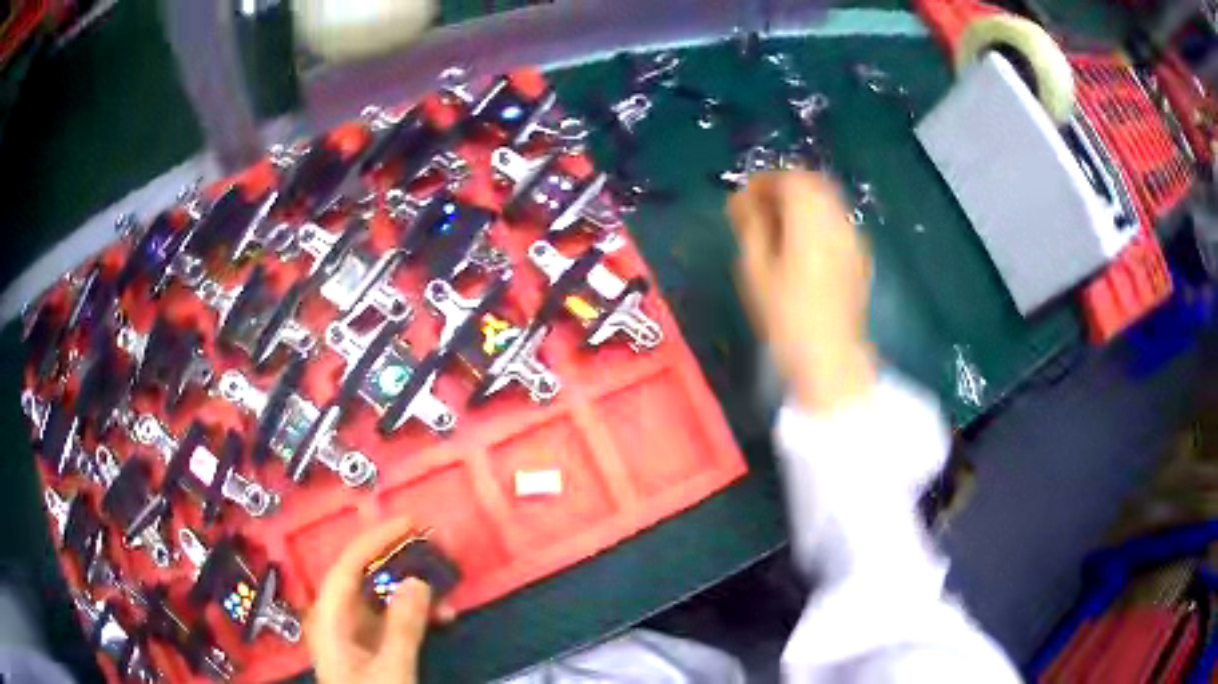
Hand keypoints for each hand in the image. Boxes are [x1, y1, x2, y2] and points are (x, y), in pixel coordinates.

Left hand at [306, 517, 452, 683]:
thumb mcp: (391, 669)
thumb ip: (403, 626)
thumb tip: (418, 581)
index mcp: (329, 618)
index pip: (348, 566)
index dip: (375, 540)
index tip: (409, 522)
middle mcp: (337, 617)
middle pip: (365, 577)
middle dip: (400, 562)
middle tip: (435, 549)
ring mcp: (354, 633)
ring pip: (382, 598)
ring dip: (414, 592)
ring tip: (447, 592)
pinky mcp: (370, 646)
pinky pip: (392, 619)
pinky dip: (415, 615)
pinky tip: (441, 617)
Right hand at [727, 170, 876, 411]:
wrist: (830, 356)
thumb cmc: (785, 315)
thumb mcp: (755, 267)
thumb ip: (749, 224)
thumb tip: (741, 199)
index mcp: (811, 217)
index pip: (790, 177)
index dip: (764, 180)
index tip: (743, 198)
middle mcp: (837, 217)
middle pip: (812, 183)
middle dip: (783, 188)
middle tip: (759, 209)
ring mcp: (853, 236)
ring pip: (826, 200)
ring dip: (801, 203)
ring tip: (778, 227)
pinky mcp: (860, 254)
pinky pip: (836, 220)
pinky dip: (817, 219)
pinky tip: (803, 245)